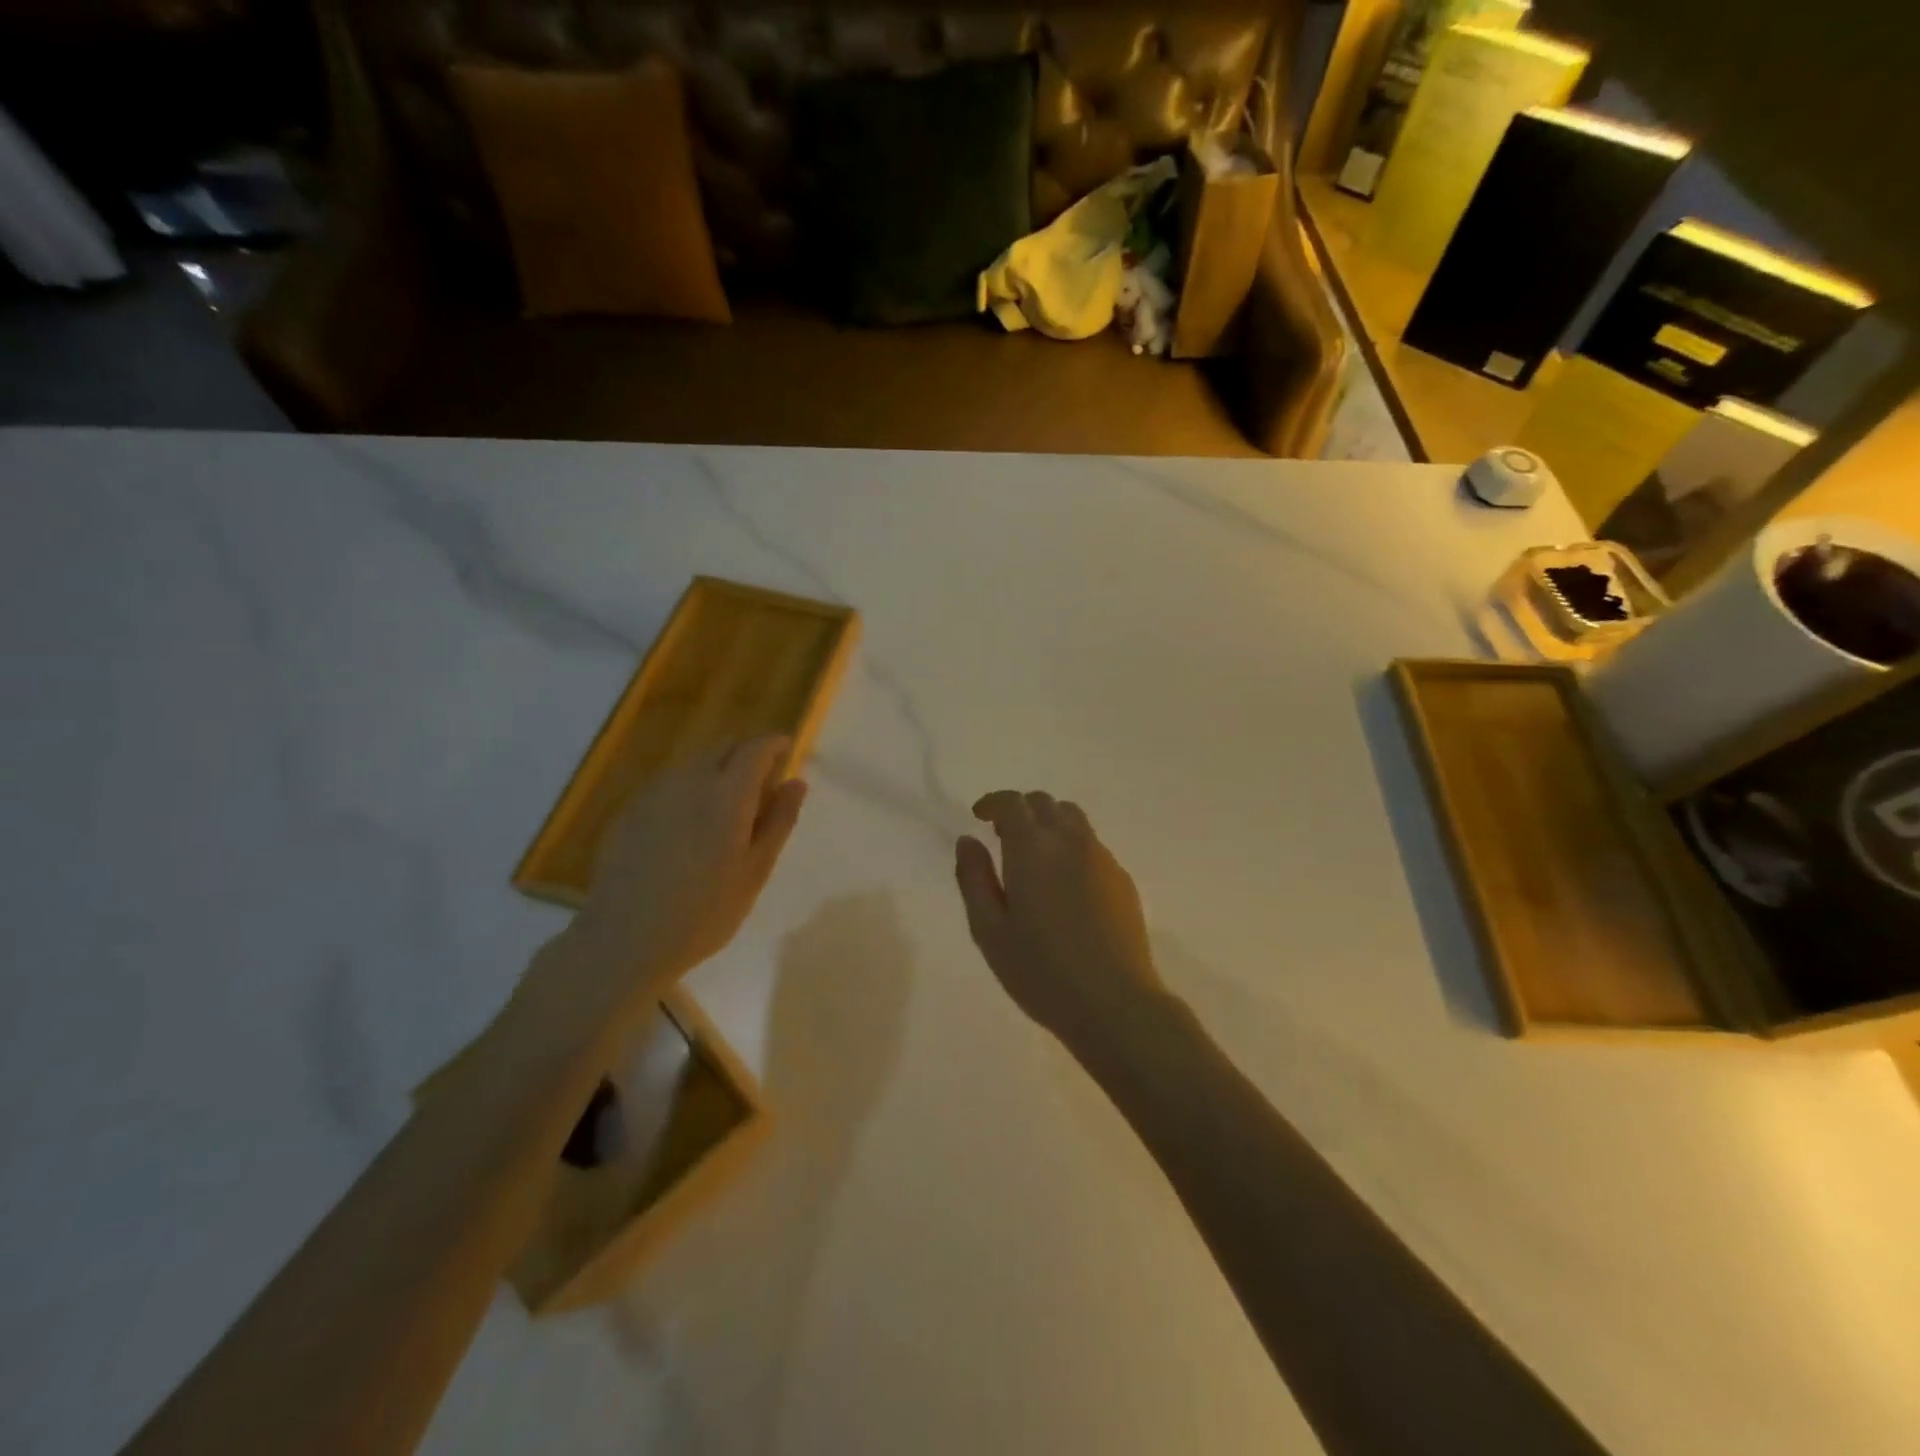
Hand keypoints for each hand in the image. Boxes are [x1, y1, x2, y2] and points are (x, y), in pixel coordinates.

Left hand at [570, 734, 807, 999]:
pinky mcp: (630, 811)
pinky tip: (688, 826)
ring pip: (694, 764)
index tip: (787, 748)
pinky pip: (669, 784)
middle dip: (746, 754)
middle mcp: (690, 781)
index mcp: (727, 794)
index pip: (755, 749)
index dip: (773, 744)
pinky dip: (689, 789)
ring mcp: (654, 794)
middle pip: (722, 747)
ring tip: (726, 807)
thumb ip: (779, 821)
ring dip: (716, 770)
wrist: (623, 939)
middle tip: (761, 783)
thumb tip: (796, 782)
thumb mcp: (755, 871)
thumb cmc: (703, 912)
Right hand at [955, 791, 1166, 1054]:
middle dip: (1020, 810)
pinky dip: (1072, 846)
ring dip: (1049, 823)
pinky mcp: (1122, 879)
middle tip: (1003, 836)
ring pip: (1073, 819)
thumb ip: (973, 878)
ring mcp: (1102, 858)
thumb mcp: (989, 930)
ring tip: (1035, 856)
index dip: (993, 803)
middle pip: (1045, 804)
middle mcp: (1070, 841)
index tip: (979, 816)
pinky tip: (1065, 884)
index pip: (1012, 803)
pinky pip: (1092, 845)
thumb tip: (967, 841)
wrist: (1114, 1003)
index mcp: (1033, 848)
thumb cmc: (1040, 970)